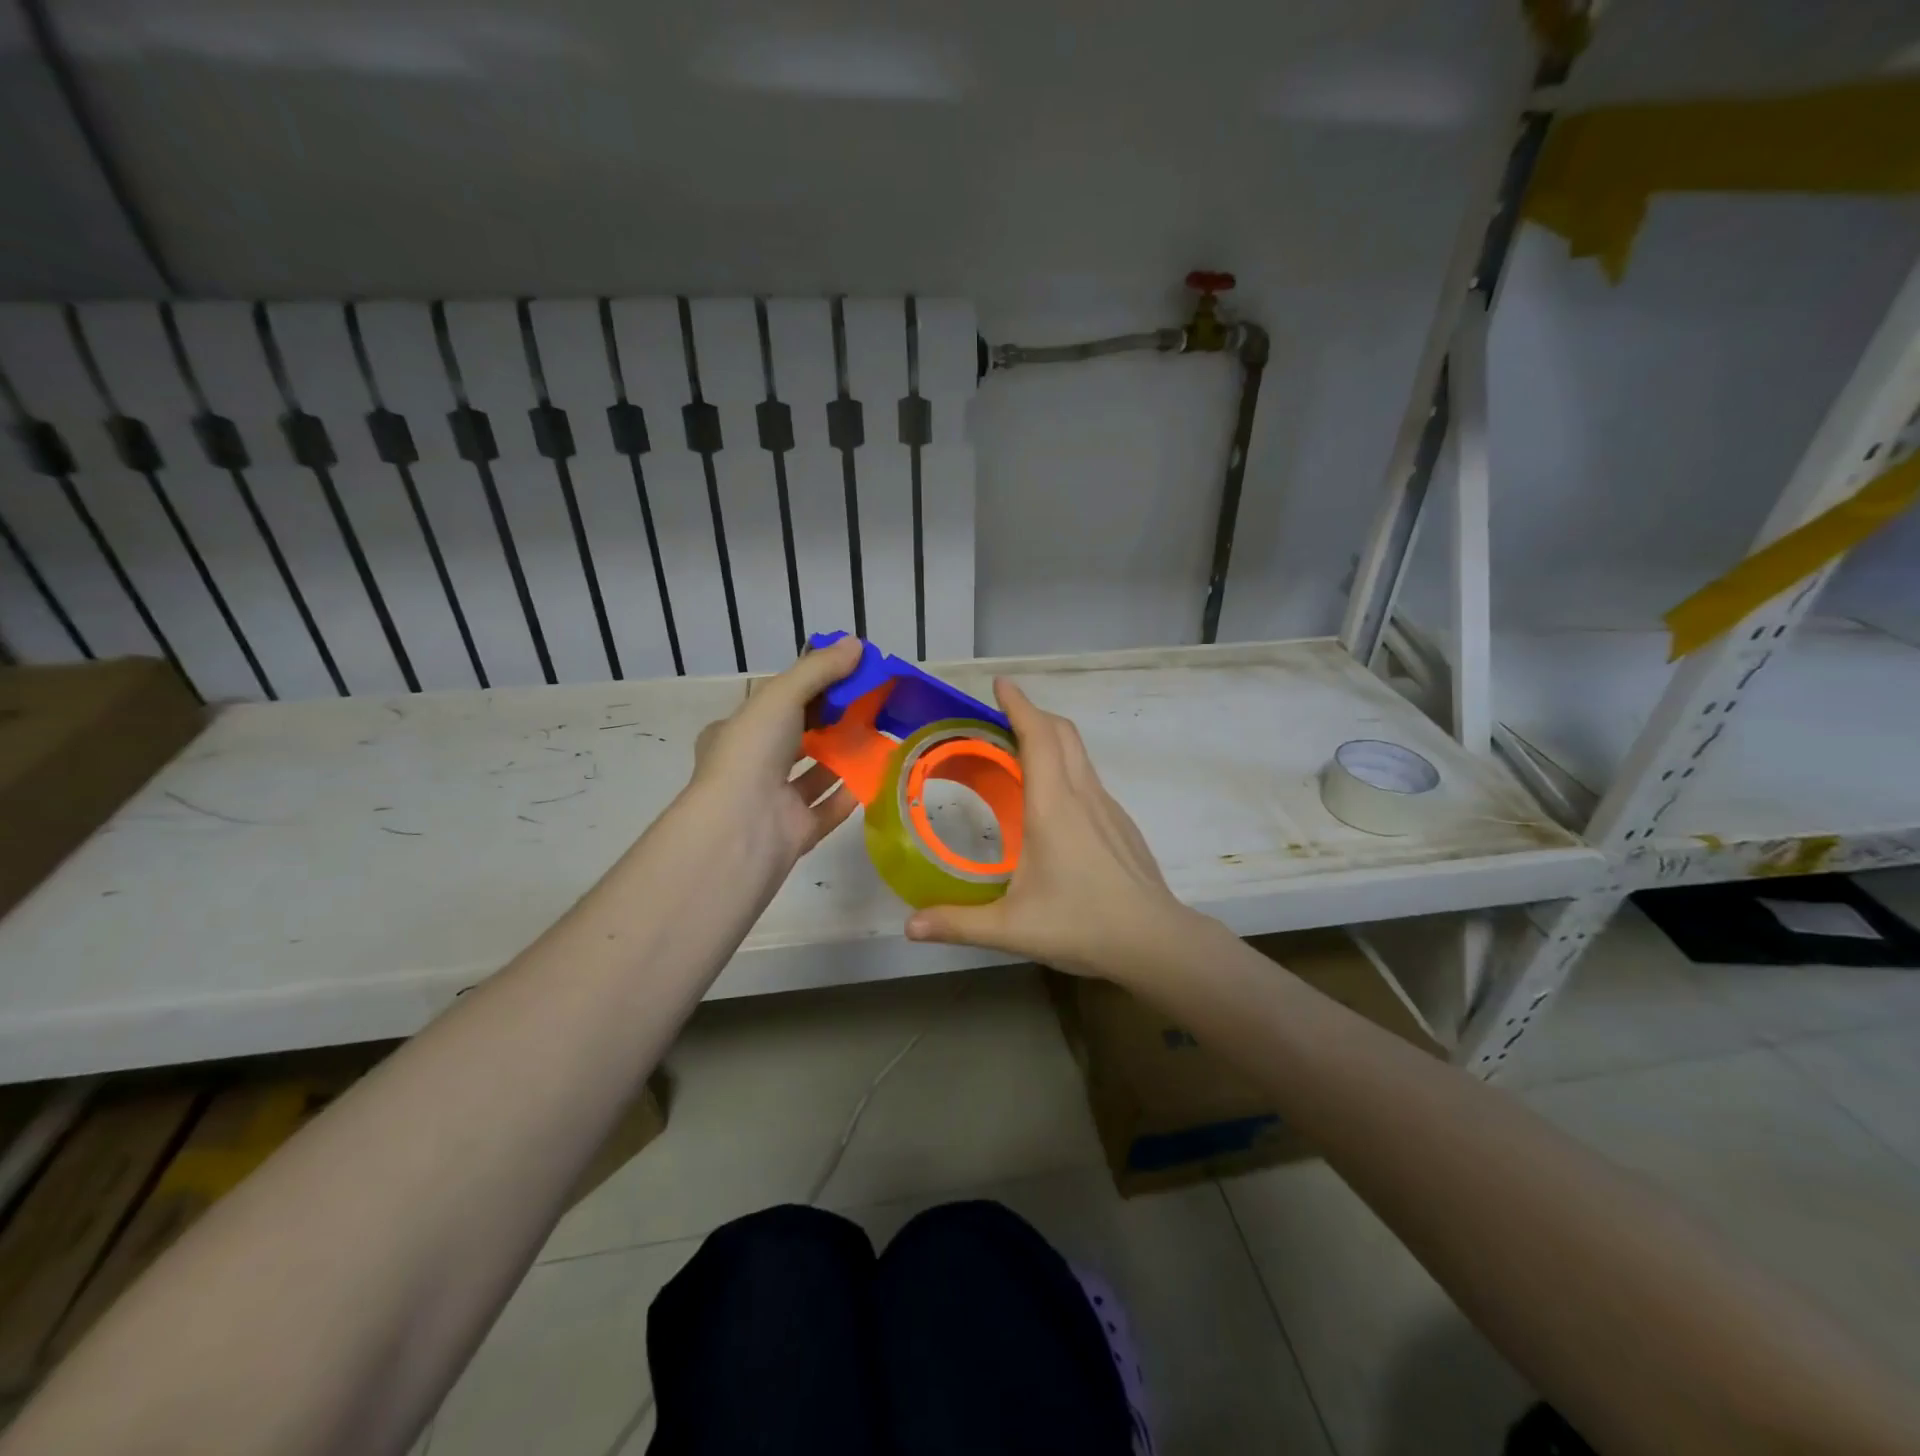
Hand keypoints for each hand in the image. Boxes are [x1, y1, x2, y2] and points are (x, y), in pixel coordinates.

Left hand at [684, 637, 863, 872]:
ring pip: (813, 775)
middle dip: (829, 722)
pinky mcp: (796, 832)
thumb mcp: (781, 695)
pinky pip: (828, 808)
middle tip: (868, 705)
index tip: (845, 677)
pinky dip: (850, 792)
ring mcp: (773, 802)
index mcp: (734, 733)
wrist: (742, 828)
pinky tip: (877, 775)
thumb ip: (819, 670)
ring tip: (879, 735)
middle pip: (796, 738)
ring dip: (842, 756)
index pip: (773, 704)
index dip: (808, 688)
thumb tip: (857, 644)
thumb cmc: (752, 752)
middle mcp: (751, 767)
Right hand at [904, 678, 1193, 981]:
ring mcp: (1108, 808)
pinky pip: (1089, 779)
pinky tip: (1053, 804)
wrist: (1155, 941)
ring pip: (1080, 754)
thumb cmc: (1082, 925)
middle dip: (1033, 714)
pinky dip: (1066, 768)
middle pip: (1063, 733)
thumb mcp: (1012, 929)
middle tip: (1002, 717)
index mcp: (1053, 807)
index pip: (1038, 737)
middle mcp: (1082, 796)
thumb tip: (909, 926)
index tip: (1001, 684)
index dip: (1019, 704)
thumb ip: (958, 924)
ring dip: (1052, 739)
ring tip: (1021, 754)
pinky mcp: (1121, 824)